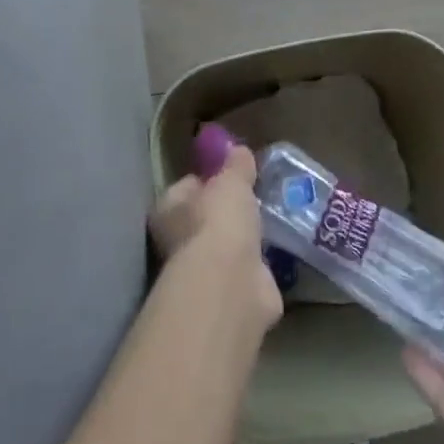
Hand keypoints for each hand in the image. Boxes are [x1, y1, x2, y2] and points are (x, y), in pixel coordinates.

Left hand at [150, 144, 282, 329]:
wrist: (231, 283)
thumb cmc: (219, 221)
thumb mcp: (231, 181)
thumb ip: (235, 166)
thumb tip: (238, 150)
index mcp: (168, 210)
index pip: (187, 187)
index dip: (209, 178)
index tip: (233, 172)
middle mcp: (178, 242)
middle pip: (205, 218)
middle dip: (228, 210)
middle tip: (256, 196)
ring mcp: (203, 270)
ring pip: (226, 245)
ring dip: (244, 237)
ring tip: (271, 220)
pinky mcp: (229, 292)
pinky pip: (245, 269)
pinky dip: (257, 263)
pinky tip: (276, 251)